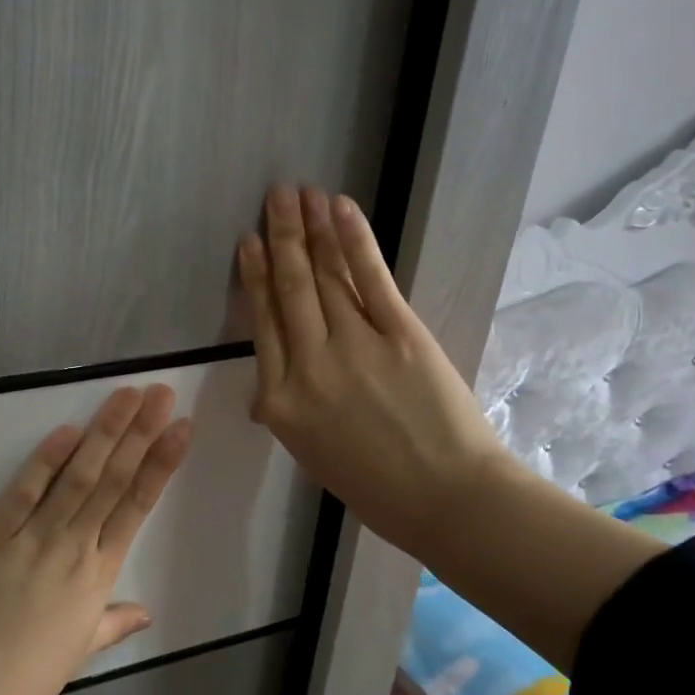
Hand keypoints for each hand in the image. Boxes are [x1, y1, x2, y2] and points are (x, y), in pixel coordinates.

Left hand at [0, 385, 190, 694]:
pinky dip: (46, 459)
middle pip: (114, 479)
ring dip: (104, 432)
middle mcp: (75, 546)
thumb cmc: (29, 676)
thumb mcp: (80, 650)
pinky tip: (67, 429)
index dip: (162, 463)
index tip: (181, 427)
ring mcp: (35, 536)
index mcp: (100, 573)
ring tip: (126, 396)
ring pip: (78, 476)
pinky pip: (25, 491)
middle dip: (140, 432)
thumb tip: (146, 614)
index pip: (138, 505)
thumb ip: (114, 623)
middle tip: (161, 393)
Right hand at [236, 186, 504, 565]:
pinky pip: (369, 278)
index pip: (261, 325)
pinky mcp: (400, 334)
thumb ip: (289, 411)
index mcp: (280, 402)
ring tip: (299, 194)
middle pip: (289, 289)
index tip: (248, 243)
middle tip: (273, 196)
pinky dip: (353, 240)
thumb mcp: (311, 455)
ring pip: (324, 276)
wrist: (446, 500)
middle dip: (280, 237)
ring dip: (311, 229)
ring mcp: (353, 346)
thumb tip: (269, 390)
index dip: (253, 277)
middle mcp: (308, 366)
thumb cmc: (375, 487)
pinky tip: (340, 209)